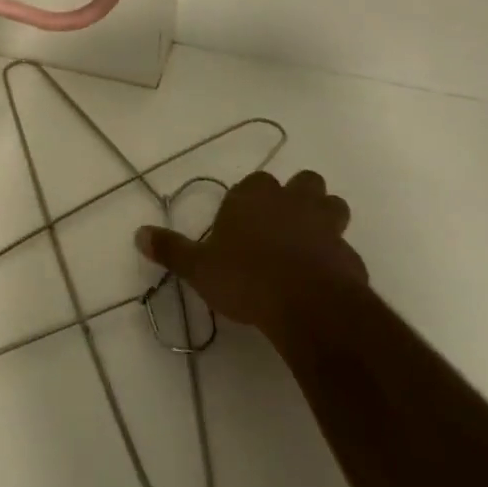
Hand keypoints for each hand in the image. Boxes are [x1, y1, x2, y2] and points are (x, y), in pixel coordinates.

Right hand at [135, 170, 366, 339]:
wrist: (307, 305)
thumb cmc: (246, 278)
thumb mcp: (199, 268)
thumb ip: (171, 250)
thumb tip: (138, 234)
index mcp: (253, 197)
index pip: (255, 181)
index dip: (251, 196)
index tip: (243, 219)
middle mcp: (291, 202)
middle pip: (304, 182)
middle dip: (298, 196)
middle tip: (282, 223)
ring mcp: (325, 226)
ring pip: (333, 205)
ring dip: (325, 217)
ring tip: (310, 242)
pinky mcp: (349, 256)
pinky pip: (345, 248)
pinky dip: (337, 258)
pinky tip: (325, 278)